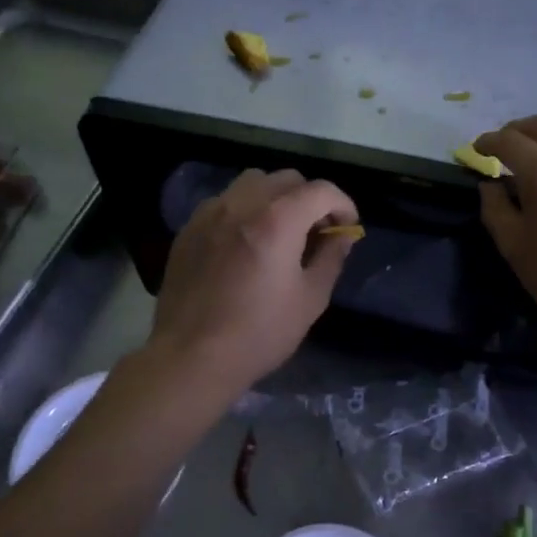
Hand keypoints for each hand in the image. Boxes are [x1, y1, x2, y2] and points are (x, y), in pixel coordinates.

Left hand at [148, 168, 358, 393]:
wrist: (191, 357)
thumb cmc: (259, 333)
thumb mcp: (311, 299)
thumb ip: (331, 257)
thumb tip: (343, 233)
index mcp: (278, 220)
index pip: (321, 190)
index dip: (343, 204)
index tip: (346, 227)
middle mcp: (243, 204)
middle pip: (287, 179)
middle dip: (310, 198)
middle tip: (316, 231)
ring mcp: (211, 212)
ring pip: (253, 182)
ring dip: (276, 197)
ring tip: (280, 230)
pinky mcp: (190, 228)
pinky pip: (225, 201)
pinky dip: (245, 209)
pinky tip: (246, 242)